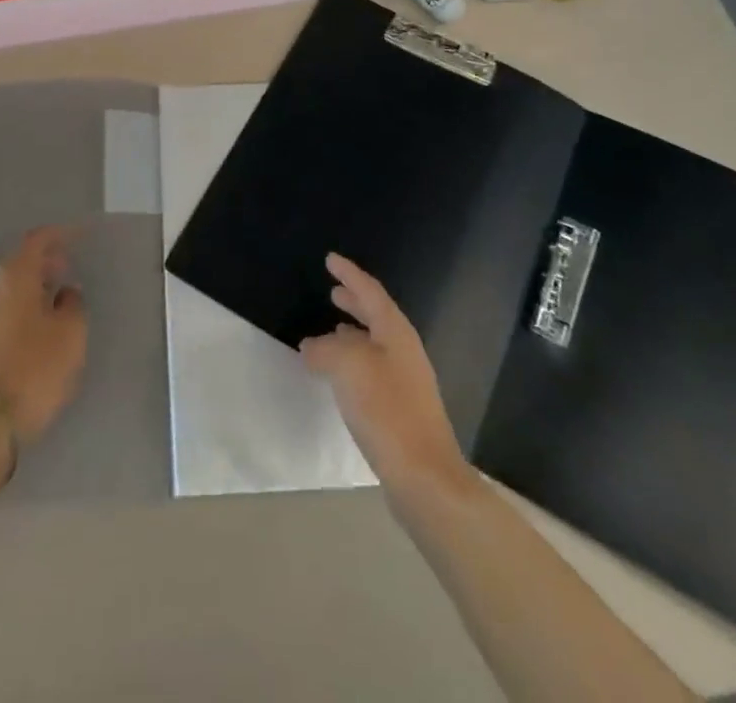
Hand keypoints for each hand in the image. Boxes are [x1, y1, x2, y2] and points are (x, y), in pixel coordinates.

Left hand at [0, 226, 87, 446]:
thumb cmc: (35, 369)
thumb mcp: (70, 334)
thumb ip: (72, 304)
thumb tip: (65, 293)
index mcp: (14, 278)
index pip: (36, 241)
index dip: (58, 235)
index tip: (78, 236)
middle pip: (19, 263)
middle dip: (44, 262)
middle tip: (68, 270)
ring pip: (9, 289)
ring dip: (32, 287)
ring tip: (56, 301)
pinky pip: (2, 311)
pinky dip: (21, 308)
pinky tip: (36, 329)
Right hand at [302, 253, 467, 492]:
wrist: (424, 477)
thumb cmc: (386, 410)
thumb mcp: (347, 367)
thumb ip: (325, 349)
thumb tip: (312, 346)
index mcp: (396, 332)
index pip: (370, 291)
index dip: (349, 273)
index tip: (330, 259)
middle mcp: (404, 351)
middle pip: (377, 316)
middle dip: (355, 302)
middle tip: (332, 291)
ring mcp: (406, 382)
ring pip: (375, 345)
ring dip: (353, 334)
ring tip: (331, 332)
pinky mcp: (401, 410)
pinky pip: (373, 371)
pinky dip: (354, 363)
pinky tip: (340, 377)